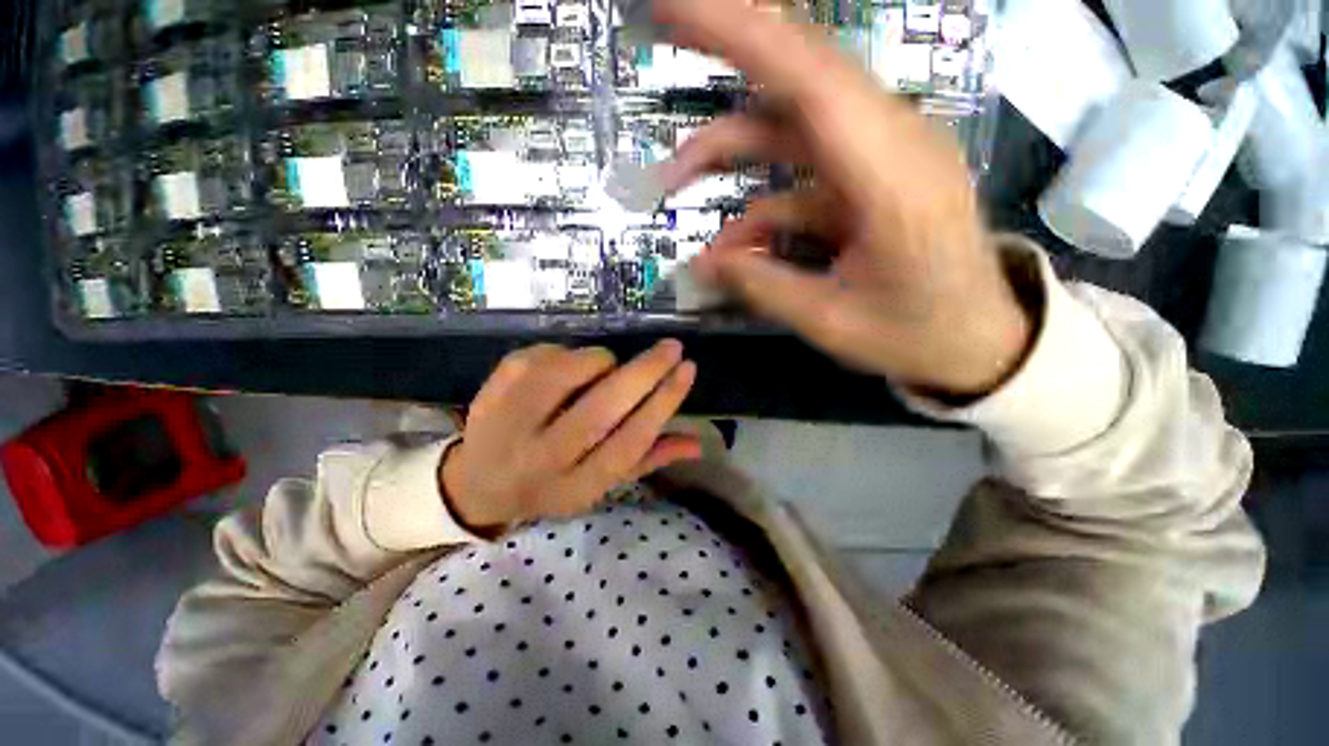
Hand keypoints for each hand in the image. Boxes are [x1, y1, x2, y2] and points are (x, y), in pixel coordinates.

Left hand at [440, 341, 699, 533]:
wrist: (477, 483)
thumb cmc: (550, 484)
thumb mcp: (600, 483)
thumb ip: (647, 459)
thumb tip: (697, 443)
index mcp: (575, 487)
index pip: (630, 442)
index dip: (663, 403)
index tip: (688, 370)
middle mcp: (541, 459)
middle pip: (601, 408)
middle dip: (645, 371)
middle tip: (672, 347)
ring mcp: (511, 420)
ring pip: (570, 372)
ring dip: (602, 360)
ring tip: (608, 366)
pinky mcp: (495, 388)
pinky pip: (545, 354)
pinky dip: (568, 353)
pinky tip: (567, 368)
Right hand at [655, 0, 1032, 396]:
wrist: (977, 340)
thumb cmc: (916, 335)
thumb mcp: (830, 322)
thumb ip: (762, 286)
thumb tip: (701, 263)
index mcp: (892, 178)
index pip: (811, 78)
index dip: (743, 30)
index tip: (677, 3)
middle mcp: (891, 145)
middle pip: (802, 72)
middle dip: (730, 46)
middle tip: (664, 25)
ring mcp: (880, 158)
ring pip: (792, 122)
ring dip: (731, 145)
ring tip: (676, 180)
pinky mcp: (869, 179)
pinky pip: (801, 172)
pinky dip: (759, 200)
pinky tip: (734, 244)